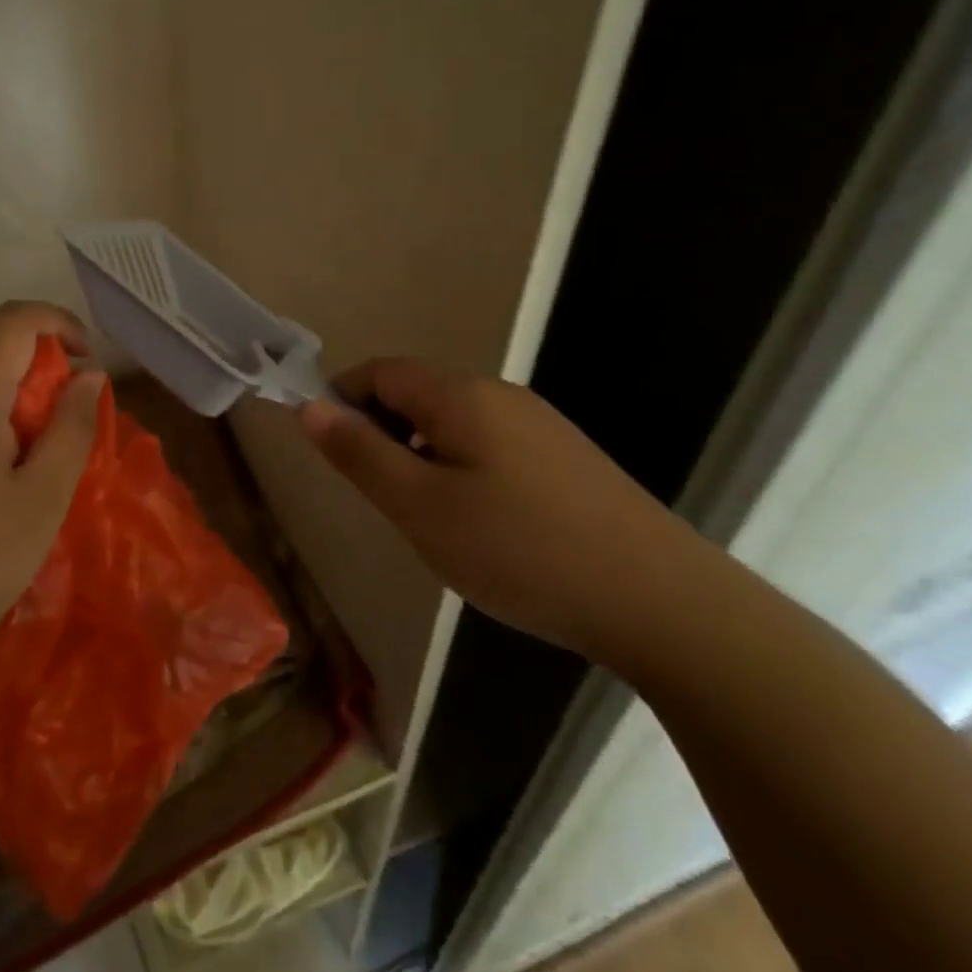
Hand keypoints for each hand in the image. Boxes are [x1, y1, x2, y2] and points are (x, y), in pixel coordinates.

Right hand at [298, 357, 700, 660]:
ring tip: (428, 518)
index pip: (380, 371)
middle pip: (418, 393)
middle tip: (380, 496)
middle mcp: (500, 395)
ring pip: (454, 423)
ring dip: (421, 454)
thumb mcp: (421, 507)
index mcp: (460, 395)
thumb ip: (360, 453)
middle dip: (382, 432)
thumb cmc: (520, 550)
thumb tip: (310, 406)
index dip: (343, 398)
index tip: (331, 450)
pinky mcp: (566, 458)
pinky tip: (483, 526)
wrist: (661, 601)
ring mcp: (540, 425)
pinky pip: (490, 446)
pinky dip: (461, 469)